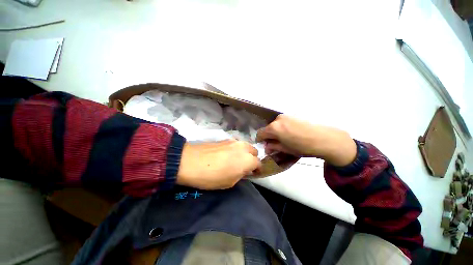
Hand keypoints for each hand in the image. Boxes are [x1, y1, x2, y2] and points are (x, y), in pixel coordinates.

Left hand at [177, 140, 260, 189]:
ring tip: (236, 159)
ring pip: (245, 146)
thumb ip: (241, 174)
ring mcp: (234, 141)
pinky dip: (236, 149)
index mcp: (248, 160)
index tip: (253, 173)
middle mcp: (244, 147)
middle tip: (244, 166)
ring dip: (244, 153)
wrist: (191, 161)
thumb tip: (244, 170)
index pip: (259, 163)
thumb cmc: (212, 176)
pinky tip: (227, 154)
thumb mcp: (230, 182)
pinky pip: (236, 144)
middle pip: (254, 151)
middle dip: (252, 158)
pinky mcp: (225, 139)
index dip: (257, 169)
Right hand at [256, 115, 356, 166]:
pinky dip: (283, 127)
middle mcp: (278, 119)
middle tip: (275, 144)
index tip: (263, 145)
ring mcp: (287, 116)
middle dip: (269, 136)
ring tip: (285, 138)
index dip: (260, 140)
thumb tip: (267, 146)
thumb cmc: (303, 147)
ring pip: (276, 124)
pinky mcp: (294, 115)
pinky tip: (292, 133)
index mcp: (274, 128)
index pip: (260, 133)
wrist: (325, 138)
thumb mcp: (285, 149)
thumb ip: (273, 146)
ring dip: (277, 131)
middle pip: (268, 128)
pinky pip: (284, 122)